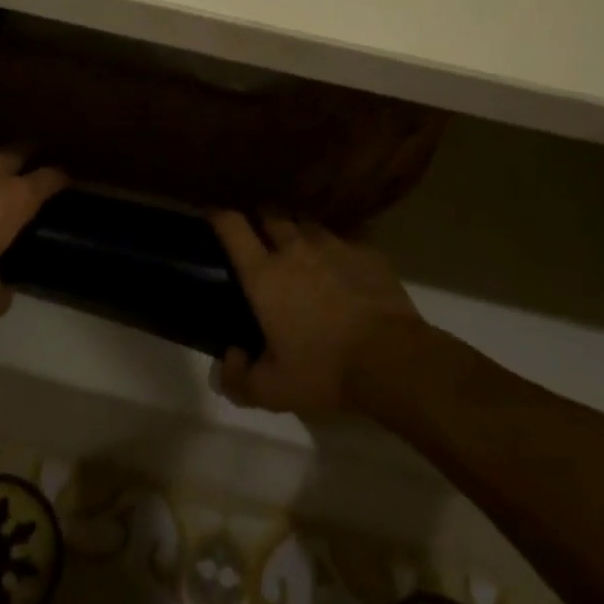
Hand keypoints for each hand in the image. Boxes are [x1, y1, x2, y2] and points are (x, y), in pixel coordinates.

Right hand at [210, 212, 422, 415]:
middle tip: (260, 235)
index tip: (211, 213)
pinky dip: (335, 246)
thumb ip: (238, 378)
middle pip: (270, 212)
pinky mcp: (366, 250)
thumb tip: (229, 357)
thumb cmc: (325, 371)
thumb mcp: (273, 390)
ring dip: (297, 229)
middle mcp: (294, 248)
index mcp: (264, 275)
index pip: (232, 226)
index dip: (217, 214)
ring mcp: (333, 244)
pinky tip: (341, 263)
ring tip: (300, 246)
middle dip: (260, 217)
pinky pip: (343, 236)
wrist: (392, 359)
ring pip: (307, 221)